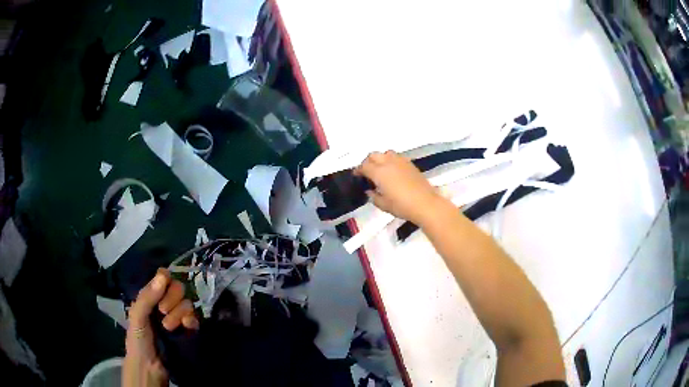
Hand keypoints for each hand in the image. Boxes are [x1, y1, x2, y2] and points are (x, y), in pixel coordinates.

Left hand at [123, 269, 198, 386]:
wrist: (150, 366)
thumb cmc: (138, 339)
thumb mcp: (137, 316)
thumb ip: (147, 297)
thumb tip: (164, 276)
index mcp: (151, 296)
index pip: (163, 277)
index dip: (165, 279)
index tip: (162, 286)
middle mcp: (165, 302)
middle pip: (177, 287)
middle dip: (172, 298)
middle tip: (162, 311)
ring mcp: (177, 316)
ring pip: (187, 302)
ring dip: (178, 313)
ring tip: (168, 327)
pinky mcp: (188, 329)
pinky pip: (195, 318)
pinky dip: (191, 320)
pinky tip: (185, 326)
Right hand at [355, 151, 441, 224]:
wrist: (425, 204)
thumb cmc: (402, 206)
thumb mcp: (383, 205)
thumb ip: (373, 196)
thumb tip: (370, 191)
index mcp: (379, 172)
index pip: (364, 166)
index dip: (358, 170)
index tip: (356, 175)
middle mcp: (388, 163)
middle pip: (373, 155)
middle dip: (368, 162)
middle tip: (367, 172)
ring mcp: (400, 161)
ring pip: (386, 153)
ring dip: (380, 158)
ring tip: (381, 169)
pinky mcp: (410, 164)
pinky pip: (396, 157)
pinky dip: (391, 160)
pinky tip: (393, 171)